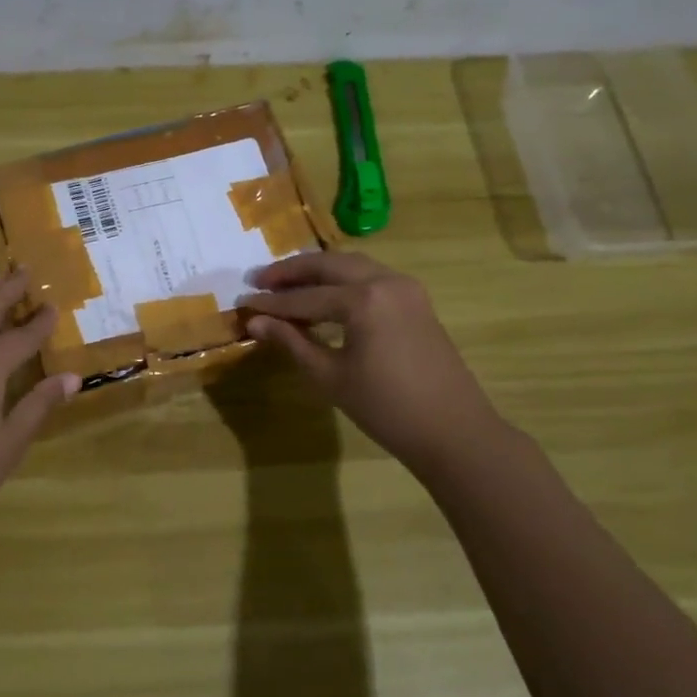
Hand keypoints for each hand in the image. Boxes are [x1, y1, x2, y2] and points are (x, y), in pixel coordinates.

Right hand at [239, 251, 497, 470]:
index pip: (305, 296)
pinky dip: (342, 281)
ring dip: (318, 272)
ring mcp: (406, 288)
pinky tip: (324, 297)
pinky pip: (371, 277)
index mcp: (364, 300)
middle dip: (292, 272)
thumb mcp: (330, 376)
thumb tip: (255, 322)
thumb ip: (291, 342)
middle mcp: (385, 281)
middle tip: (259, 281)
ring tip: (286, 285)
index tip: (242, 303)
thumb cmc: (386, 408)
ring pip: (352, 266)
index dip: (271, 303)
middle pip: (329, 265)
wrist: (453, 431)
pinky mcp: (416, 301)